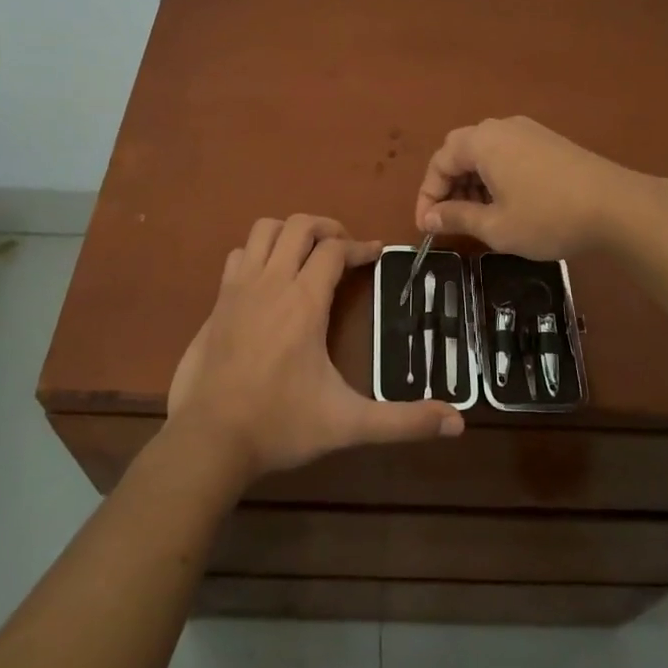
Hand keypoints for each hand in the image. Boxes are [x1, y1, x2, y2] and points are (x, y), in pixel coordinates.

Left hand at [167, 215, 462, 482]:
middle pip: (299, 226)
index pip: (335, 250)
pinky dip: (258, 253)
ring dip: (289, 232)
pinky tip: (269, 279)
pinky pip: (238, 255)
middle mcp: (271, 282)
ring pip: (263, 231)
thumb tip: (458, 423)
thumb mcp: (348, 424)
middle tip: (346, 250)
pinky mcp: (217, 302)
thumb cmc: (281, 425)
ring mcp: (238, 289)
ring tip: (307, 254)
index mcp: (304, 301)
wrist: (208, 441)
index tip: (378, 253)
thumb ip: (403, 422)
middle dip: (327, 228)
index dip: (361, 247)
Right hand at [414, 117, 640, 258]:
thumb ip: (457, 218)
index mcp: (482, 142)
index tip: (427, 227)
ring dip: (472, 182)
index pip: (439, 162)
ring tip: (477, 216)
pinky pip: (508, 153)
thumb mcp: (496, 226)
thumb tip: (428, 219)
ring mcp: (528, 131)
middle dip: (448, 186)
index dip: (427, 196)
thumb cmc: (547, 217)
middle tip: (449, 220)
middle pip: (460, 151)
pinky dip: (496, 176)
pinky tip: (506, 203)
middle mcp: (501, 127)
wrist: (617, 206)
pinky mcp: (548, 141)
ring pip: (485, 153)